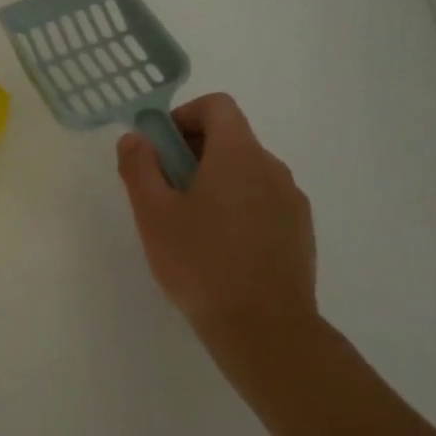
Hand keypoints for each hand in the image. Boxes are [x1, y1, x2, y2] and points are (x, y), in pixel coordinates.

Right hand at [117, 93, 317, 363]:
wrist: (265, 329)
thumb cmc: (201, 262)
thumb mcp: (153, 213)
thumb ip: (139, 167)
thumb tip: (135, 138)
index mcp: (238, 155)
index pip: (217, 106)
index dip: (184, 116)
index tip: (160, 150)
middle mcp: (272, 168)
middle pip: (231, 138)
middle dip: (192, 153)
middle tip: (164, 192)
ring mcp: (292, 201)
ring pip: (247, 172)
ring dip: (215, 181)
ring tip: (189, 225)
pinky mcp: (300, 232)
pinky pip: (263, 201)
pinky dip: (237, 207)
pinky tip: (219, 248)